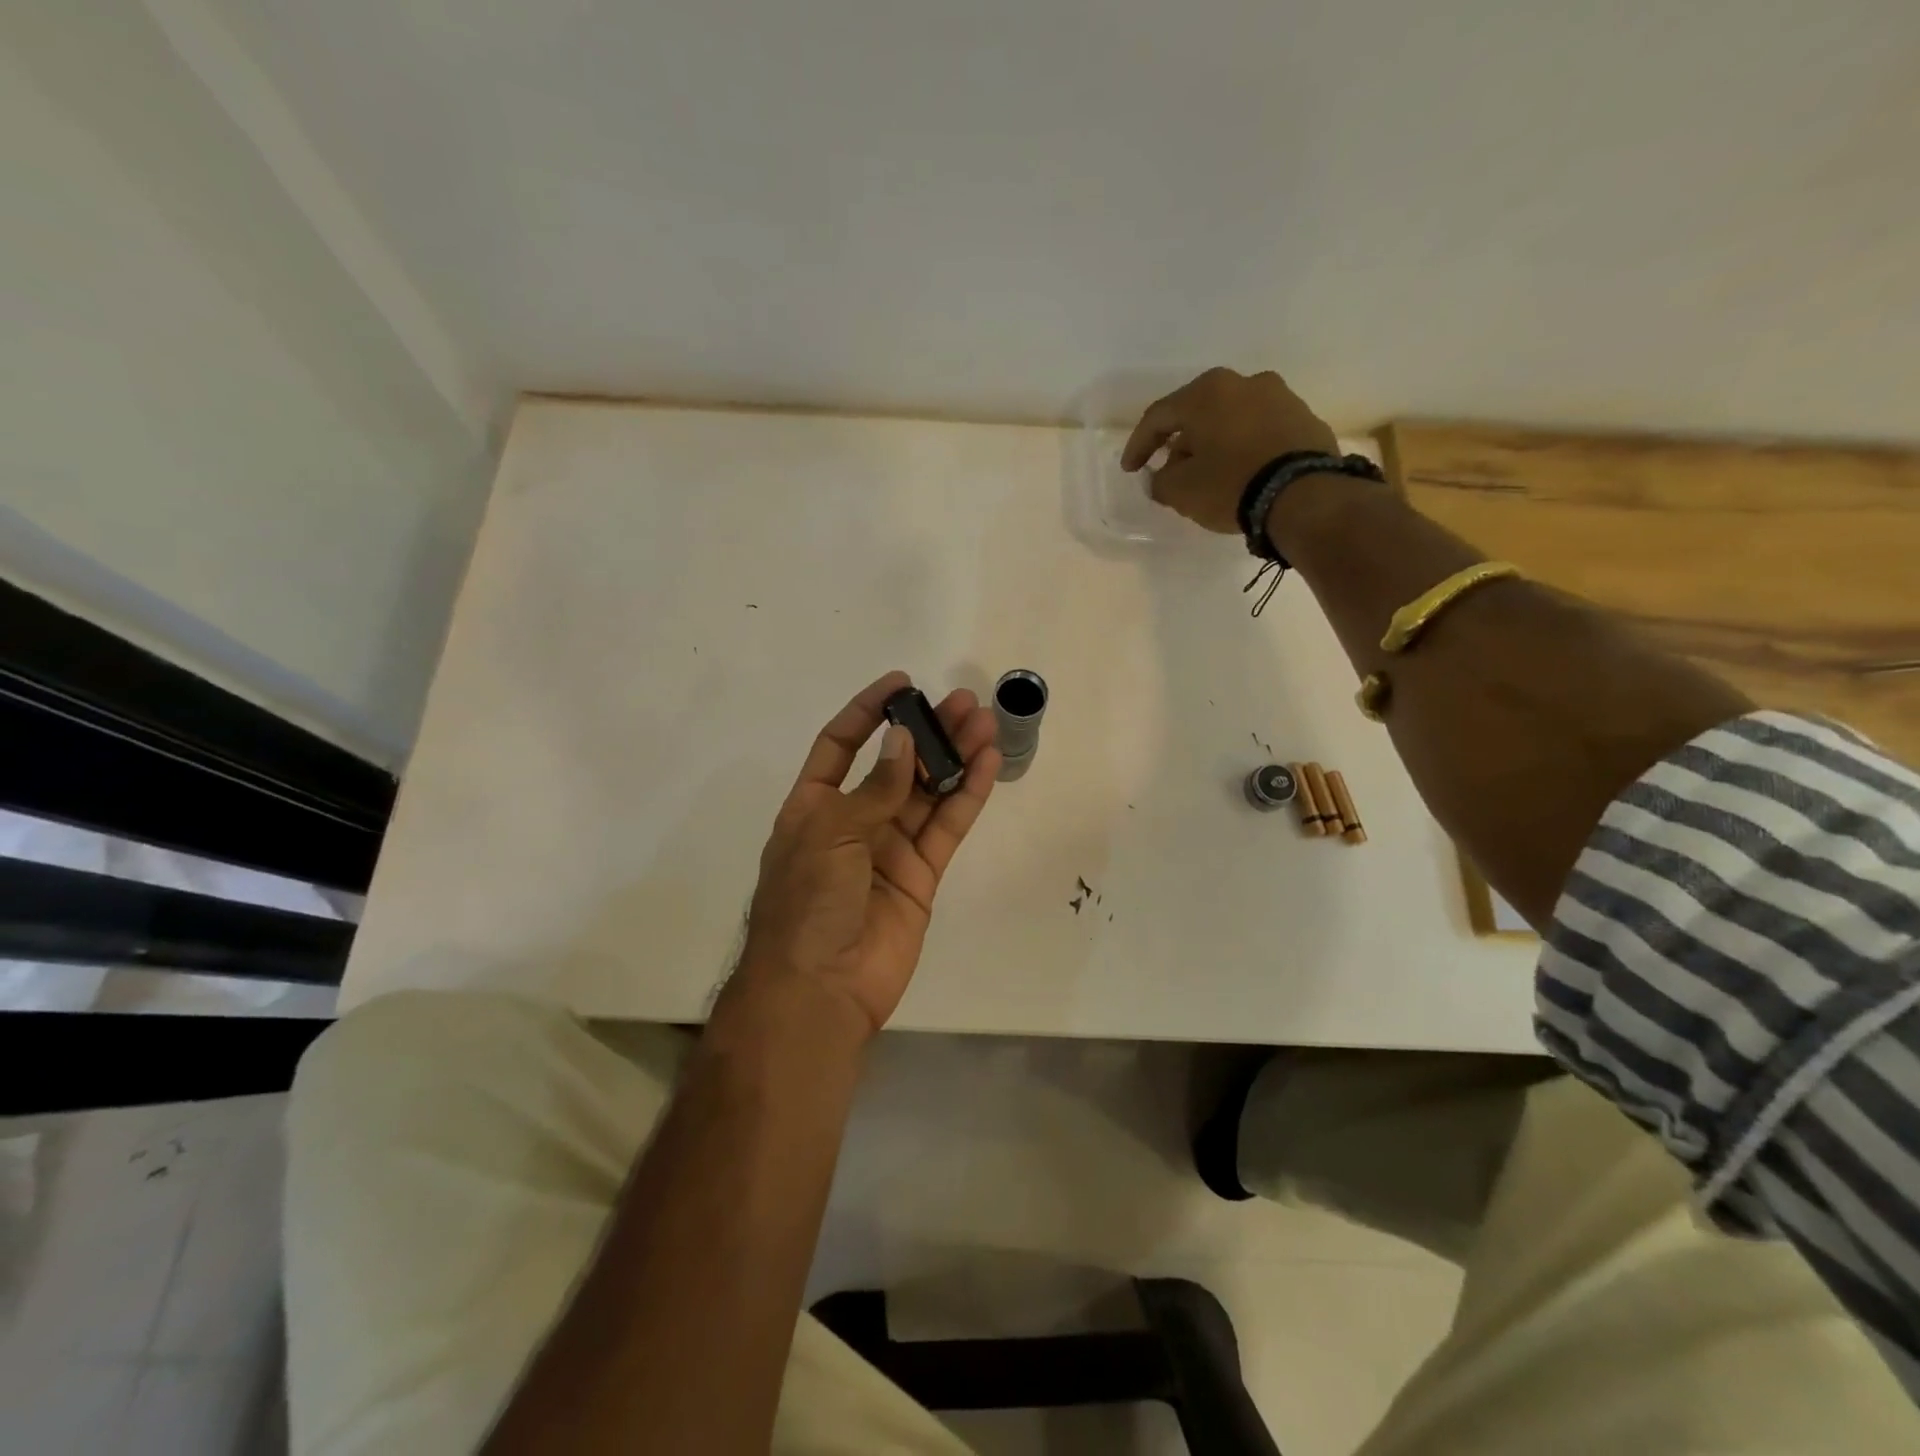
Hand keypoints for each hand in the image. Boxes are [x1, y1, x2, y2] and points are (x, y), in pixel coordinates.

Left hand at [738, 671, 999, 1037]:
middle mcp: (853, 822)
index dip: (867, 712)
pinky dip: (966, 795)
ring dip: (954, 756)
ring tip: (984, 721)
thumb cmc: (807, 902)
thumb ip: (873, 789)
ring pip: (928, 791)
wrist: (820, 988)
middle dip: (927, 731)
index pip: (840, 746)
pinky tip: (987, 763)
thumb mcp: (830, 833)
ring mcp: (890, 848)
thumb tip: (902, 741)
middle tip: (962, 701)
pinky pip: (947, 826)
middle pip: (895, 764)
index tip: (901, 684)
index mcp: (814, 806)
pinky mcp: (922, 874)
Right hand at [1120, 367, 1339, 534]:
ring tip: (1207, 474)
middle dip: (1180, 443)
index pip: (1159, 416)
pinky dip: (1243, 448)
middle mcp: (1244, 383)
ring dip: (1213, 444)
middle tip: (1169, 471)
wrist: (1305, 495)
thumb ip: (1161, 481)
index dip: (1138, 445)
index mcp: (1207, 392)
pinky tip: (1239, 473)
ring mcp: (1279, 397)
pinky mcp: (1304, 418)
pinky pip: (1259, 431)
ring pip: (1231, 420)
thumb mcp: (1181, 491)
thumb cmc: (1231, 485)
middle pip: (1197, 413)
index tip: (1131, 470)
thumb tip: (1162, 477)